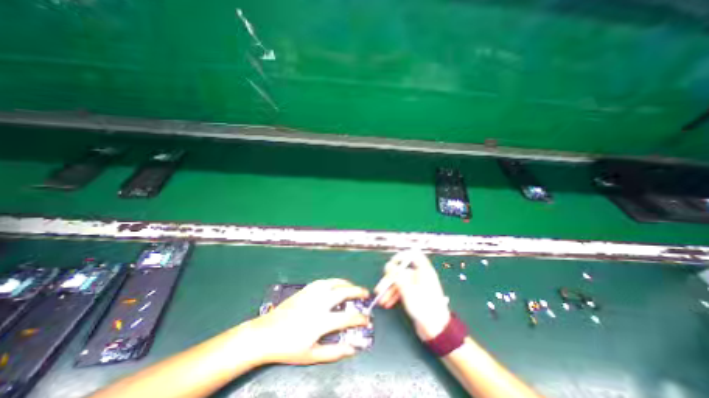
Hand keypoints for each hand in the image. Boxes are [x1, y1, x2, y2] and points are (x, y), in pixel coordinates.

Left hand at [247, 278, 370, 364]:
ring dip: (347, 284)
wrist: (266, 334)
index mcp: (321, 321)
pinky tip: (335, 285)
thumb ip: (334, 353)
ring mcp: (312, 294)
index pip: (348, 317)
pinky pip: (324, 281)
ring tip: (353, 287)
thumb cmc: (288, 347)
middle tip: (365, 294)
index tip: (367, 320)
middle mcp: (319, 303)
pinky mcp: (306, 289)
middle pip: (344, 292)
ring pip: (334, 282)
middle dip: (358, 292)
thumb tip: (352, 349)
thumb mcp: (312, 355)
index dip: (361, 318)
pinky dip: (334, 281)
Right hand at [373, 251, 450, 340]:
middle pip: (402, 271)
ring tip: (380, 300)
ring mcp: (417, 286)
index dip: (402, 256)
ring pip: (400, 282)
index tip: (392, 263)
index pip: (413, 255)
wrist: (436, 330)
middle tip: (379, 289)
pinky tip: (387, 303)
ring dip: (389, 290)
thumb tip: (388, 265)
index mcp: (423, 271)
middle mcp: (420, 276)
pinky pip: (402, 290)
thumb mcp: (408, 290)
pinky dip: (394, 295)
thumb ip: (397, 276)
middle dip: (389, 280)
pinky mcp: (415, 295)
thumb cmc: (424, 307)